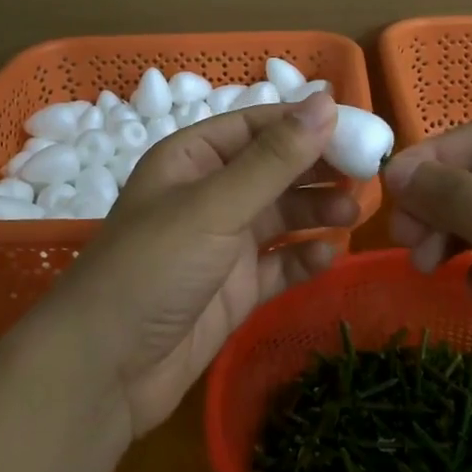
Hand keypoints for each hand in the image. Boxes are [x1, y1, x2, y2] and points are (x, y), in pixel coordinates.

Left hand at [55, 92, 358, 436]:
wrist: (103, 370)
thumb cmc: (154, 268)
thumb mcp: (215, 205)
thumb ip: (274, 159)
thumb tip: (325, 101)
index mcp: (193, 159)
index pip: (259, 125)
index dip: (307, 124)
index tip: (359, 129)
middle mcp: (210, 194)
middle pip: (275, 169)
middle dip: (318, 170)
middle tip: (368, 175)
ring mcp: (223, 244)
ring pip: (282, 216)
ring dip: (317, 211)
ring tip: (354, 213)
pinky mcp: (235, 289)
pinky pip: (280, 264)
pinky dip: (305, 258)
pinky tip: (329, 256)